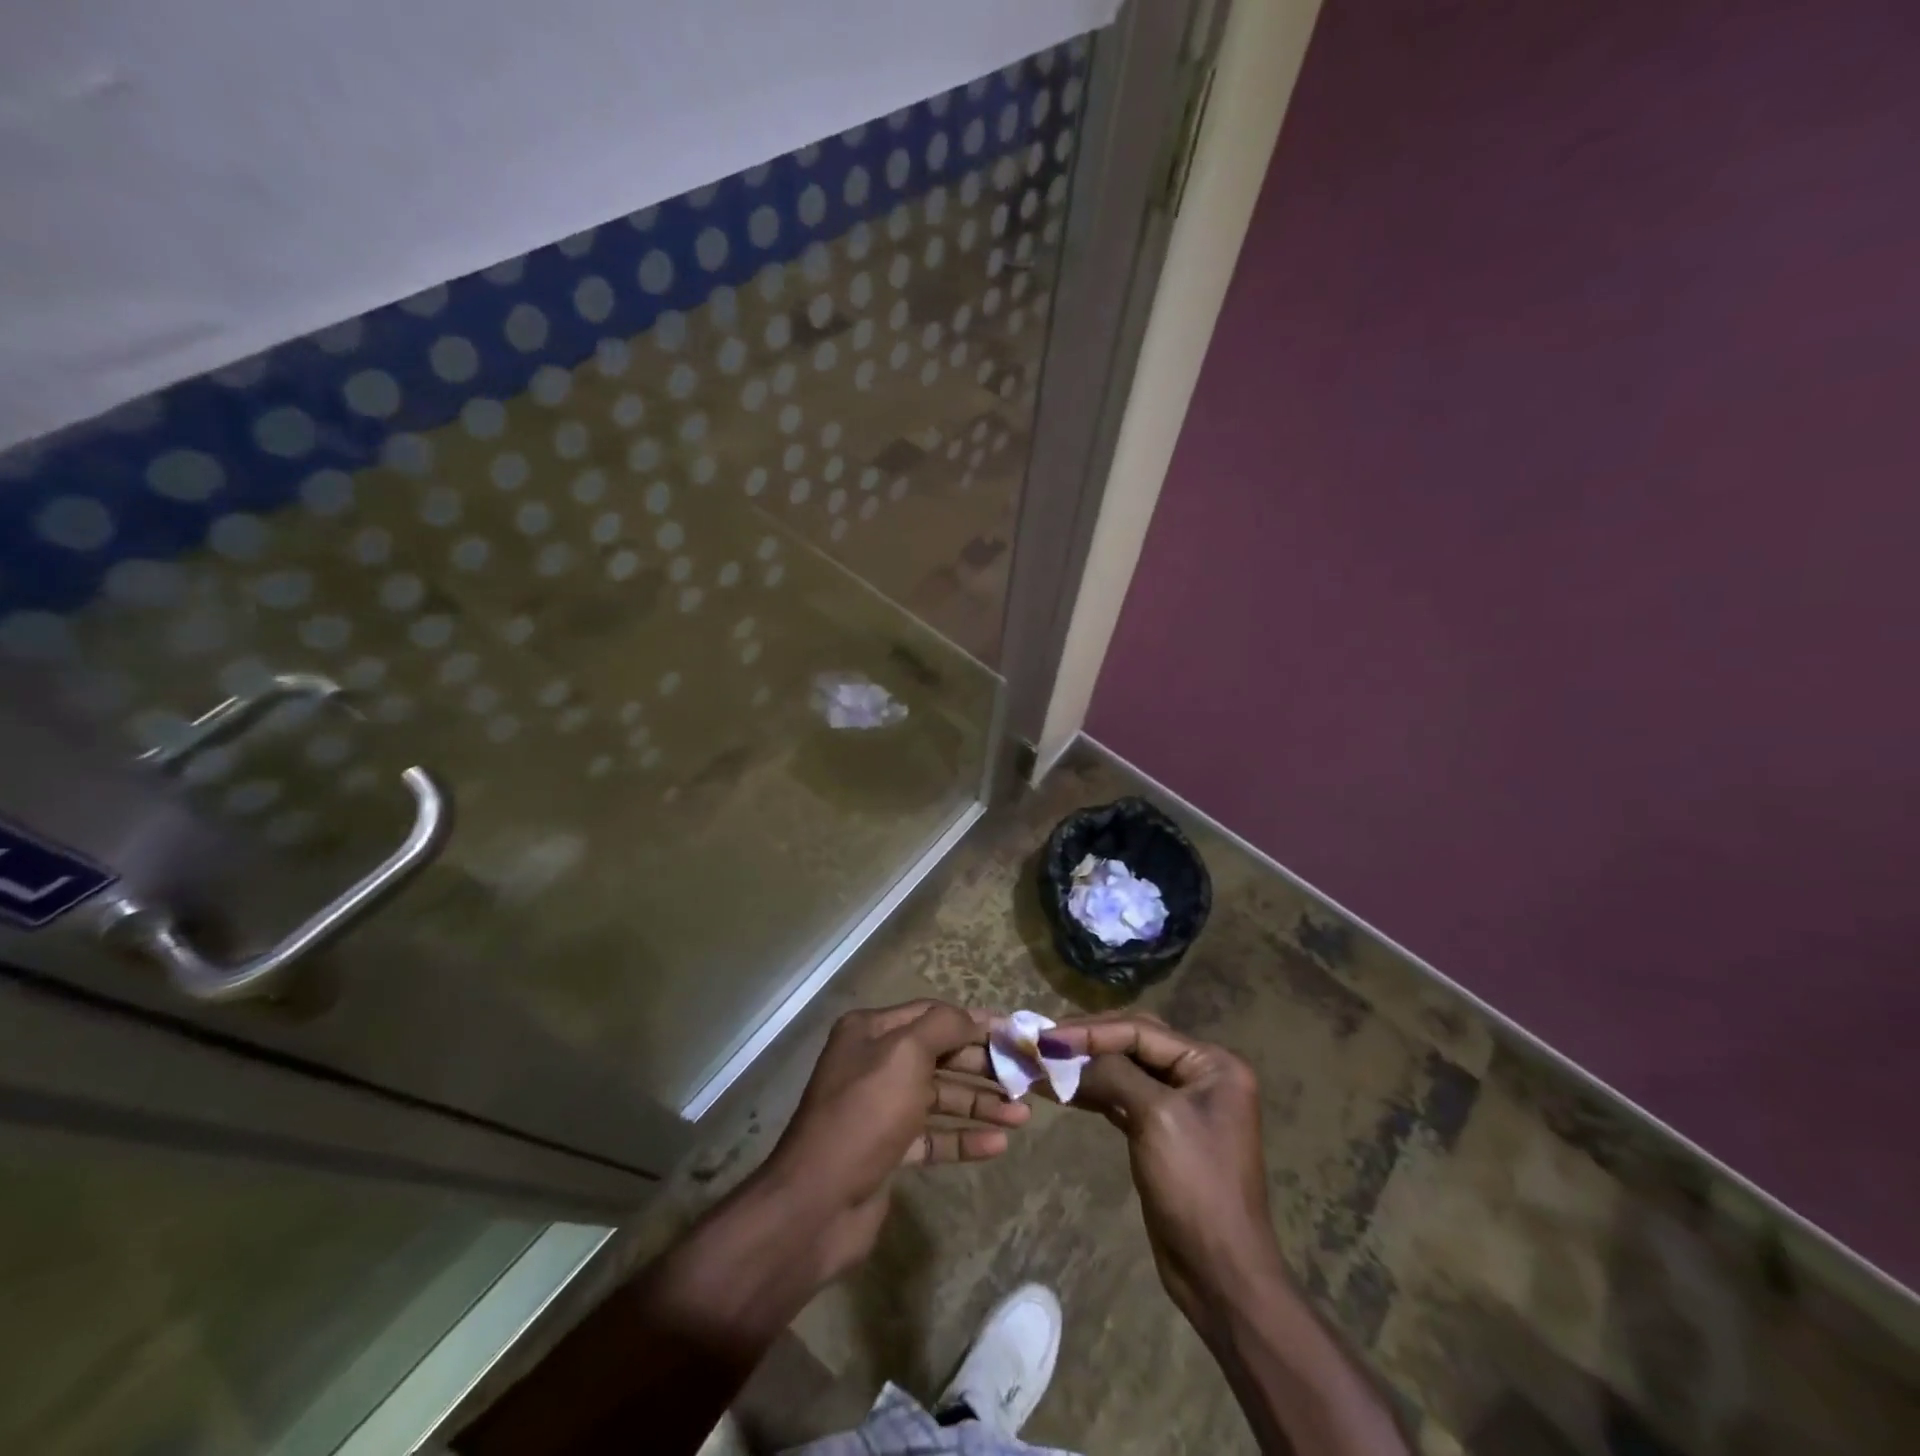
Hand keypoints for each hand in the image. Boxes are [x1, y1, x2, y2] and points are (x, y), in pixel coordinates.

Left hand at [760, 1000, 1029, 1284]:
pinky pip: (933, 1137)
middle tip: (1025, 1079)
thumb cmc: (865, 1113)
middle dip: (982, 1067)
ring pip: (940, 1098)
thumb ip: (943, 1026)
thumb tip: (973, 1017)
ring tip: (1022, 1117)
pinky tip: (997, 1146)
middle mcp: (874, 1063)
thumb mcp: (906, 1053)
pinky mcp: (887, 1150)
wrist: (817, 1202)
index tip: (1014, 1034)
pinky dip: (963, 1138)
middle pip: (940, 1056)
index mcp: (871, 1031)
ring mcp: (880, 1108)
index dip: (974, 1022)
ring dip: (980, 1105)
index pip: (932, 1014)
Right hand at [1043, 1014, 1284, 1325]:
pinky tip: (1062, 1091)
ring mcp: (1181, 1104)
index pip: (1141, 1031)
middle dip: (1088, 1042)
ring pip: (1125, 1070)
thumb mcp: (1156, 1118)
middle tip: (1044, 1043)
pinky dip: (1094, 1093)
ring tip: (1043, 1064)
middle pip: (1134, 1043)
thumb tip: (1069, 1054)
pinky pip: (1123, 1098)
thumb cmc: (1195, 1185)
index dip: (1092, 1031)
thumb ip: (1115, 1074)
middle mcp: (1199, 1075)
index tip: (1047, 1036)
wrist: (1220, 1274)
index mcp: (1212, 1064)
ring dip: (1086, 1068)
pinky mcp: (1161, 1132)